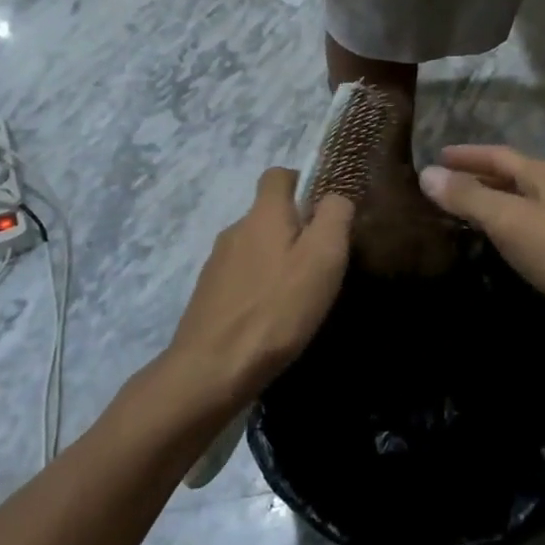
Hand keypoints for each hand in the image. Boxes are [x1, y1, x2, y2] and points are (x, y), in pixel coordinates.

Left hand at [168, 168, 352, 409]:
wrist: (212, 369)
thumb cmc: (277, 308)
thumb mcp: (323, 257)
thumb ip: (334, 216)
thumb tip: (335, 196)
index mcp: (263, 214)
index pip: (278, 174)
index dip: (303, 183)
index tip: (324, 212)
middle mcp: (235, 230)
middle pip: (268, 214)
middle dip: (295, 230)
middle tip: (321, 263)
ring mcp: (217, 263)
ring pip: (255, 248)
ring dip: (277, 261)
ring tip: (299, 295)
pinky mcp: (208, 295)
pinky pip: (242, 277)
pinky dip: (260, 287)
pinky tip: (273, 318)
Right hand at [419, 146, 544, 335]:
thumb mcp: (509, 220)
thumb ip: (468, 197)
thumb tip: (426, 173)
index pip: (498, 154)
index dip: (467, 154)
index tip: (437, 155)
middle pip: (514, 176)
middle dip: (479, 177)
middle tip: (446, 185)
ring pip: (525, 203)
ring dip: (495, 203)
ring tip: (466, 214)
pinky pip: (534, 229)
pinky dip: (511, 229)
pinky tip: (502, 245)